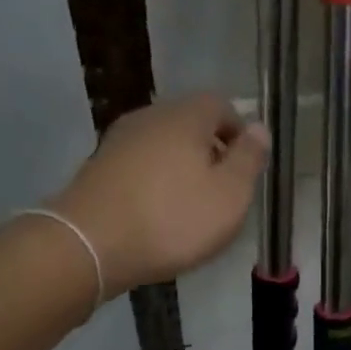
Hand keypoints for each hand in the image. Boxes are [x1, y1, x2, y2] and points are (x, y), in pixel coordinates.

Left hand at [51, 95, 268, 294]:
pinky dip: (155, 183)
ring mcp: (119, 141)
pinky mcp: (99, 167)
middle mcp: (150, 117)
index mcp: (186, 116)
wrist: (91, 243)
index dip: (239, 133)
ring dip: (181, 169)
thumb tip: (259, 128)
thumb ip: (249, 159)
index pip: (221, 105)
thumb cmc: (173, 219)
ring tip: (191, 208)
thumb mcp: (230, 195)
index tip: (246, 167)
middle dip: (210, 152)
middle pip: (190, 124)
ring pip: (163, 145)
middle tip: (222, 192)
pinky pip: (140, 166)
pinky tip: (158, 214)